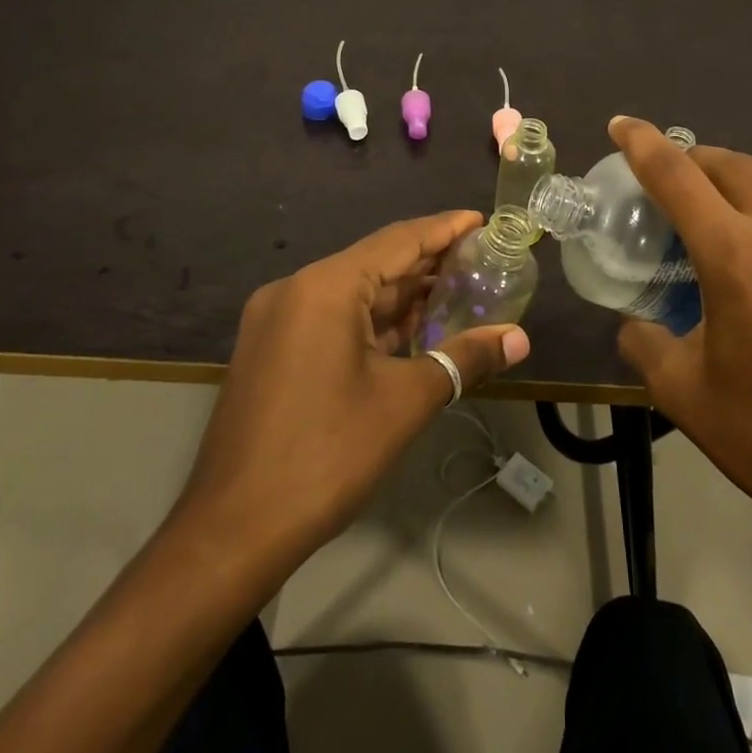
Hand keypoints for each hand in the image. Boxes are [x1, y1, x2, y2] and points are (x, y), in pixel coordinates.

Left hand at [174, 212, 531, 570]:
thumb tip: (519, 339)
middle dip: (427, 263)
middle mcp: (296, 289)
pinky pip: (332, 317)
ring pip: (352, 292)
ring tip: (455, 291)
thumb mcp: (404, 402)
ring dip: (401, 295)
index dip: (444, 229)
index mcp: (324, 287)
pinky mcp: (271, 349)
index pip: (398, 240)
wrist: (232, 532)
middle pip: (374, 262)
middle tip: (479, 259)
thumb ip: (464, 359)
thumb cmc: (326, 456)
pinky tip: (409, 329)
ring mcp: (277, 320)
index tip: (481, 220)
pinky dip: (372, 320)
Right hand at [609, 118, 751, 568]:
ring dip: (747, 175)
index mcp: (737, 256)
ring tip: (730, 200)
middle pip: (731, 164)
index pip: (677, 176)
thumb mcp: (683, 394)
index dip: (642, 143)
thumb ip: (644, 342)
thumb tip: (634, 323)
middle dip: (693, 160)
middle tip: (671, 179)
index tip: (620, 124)